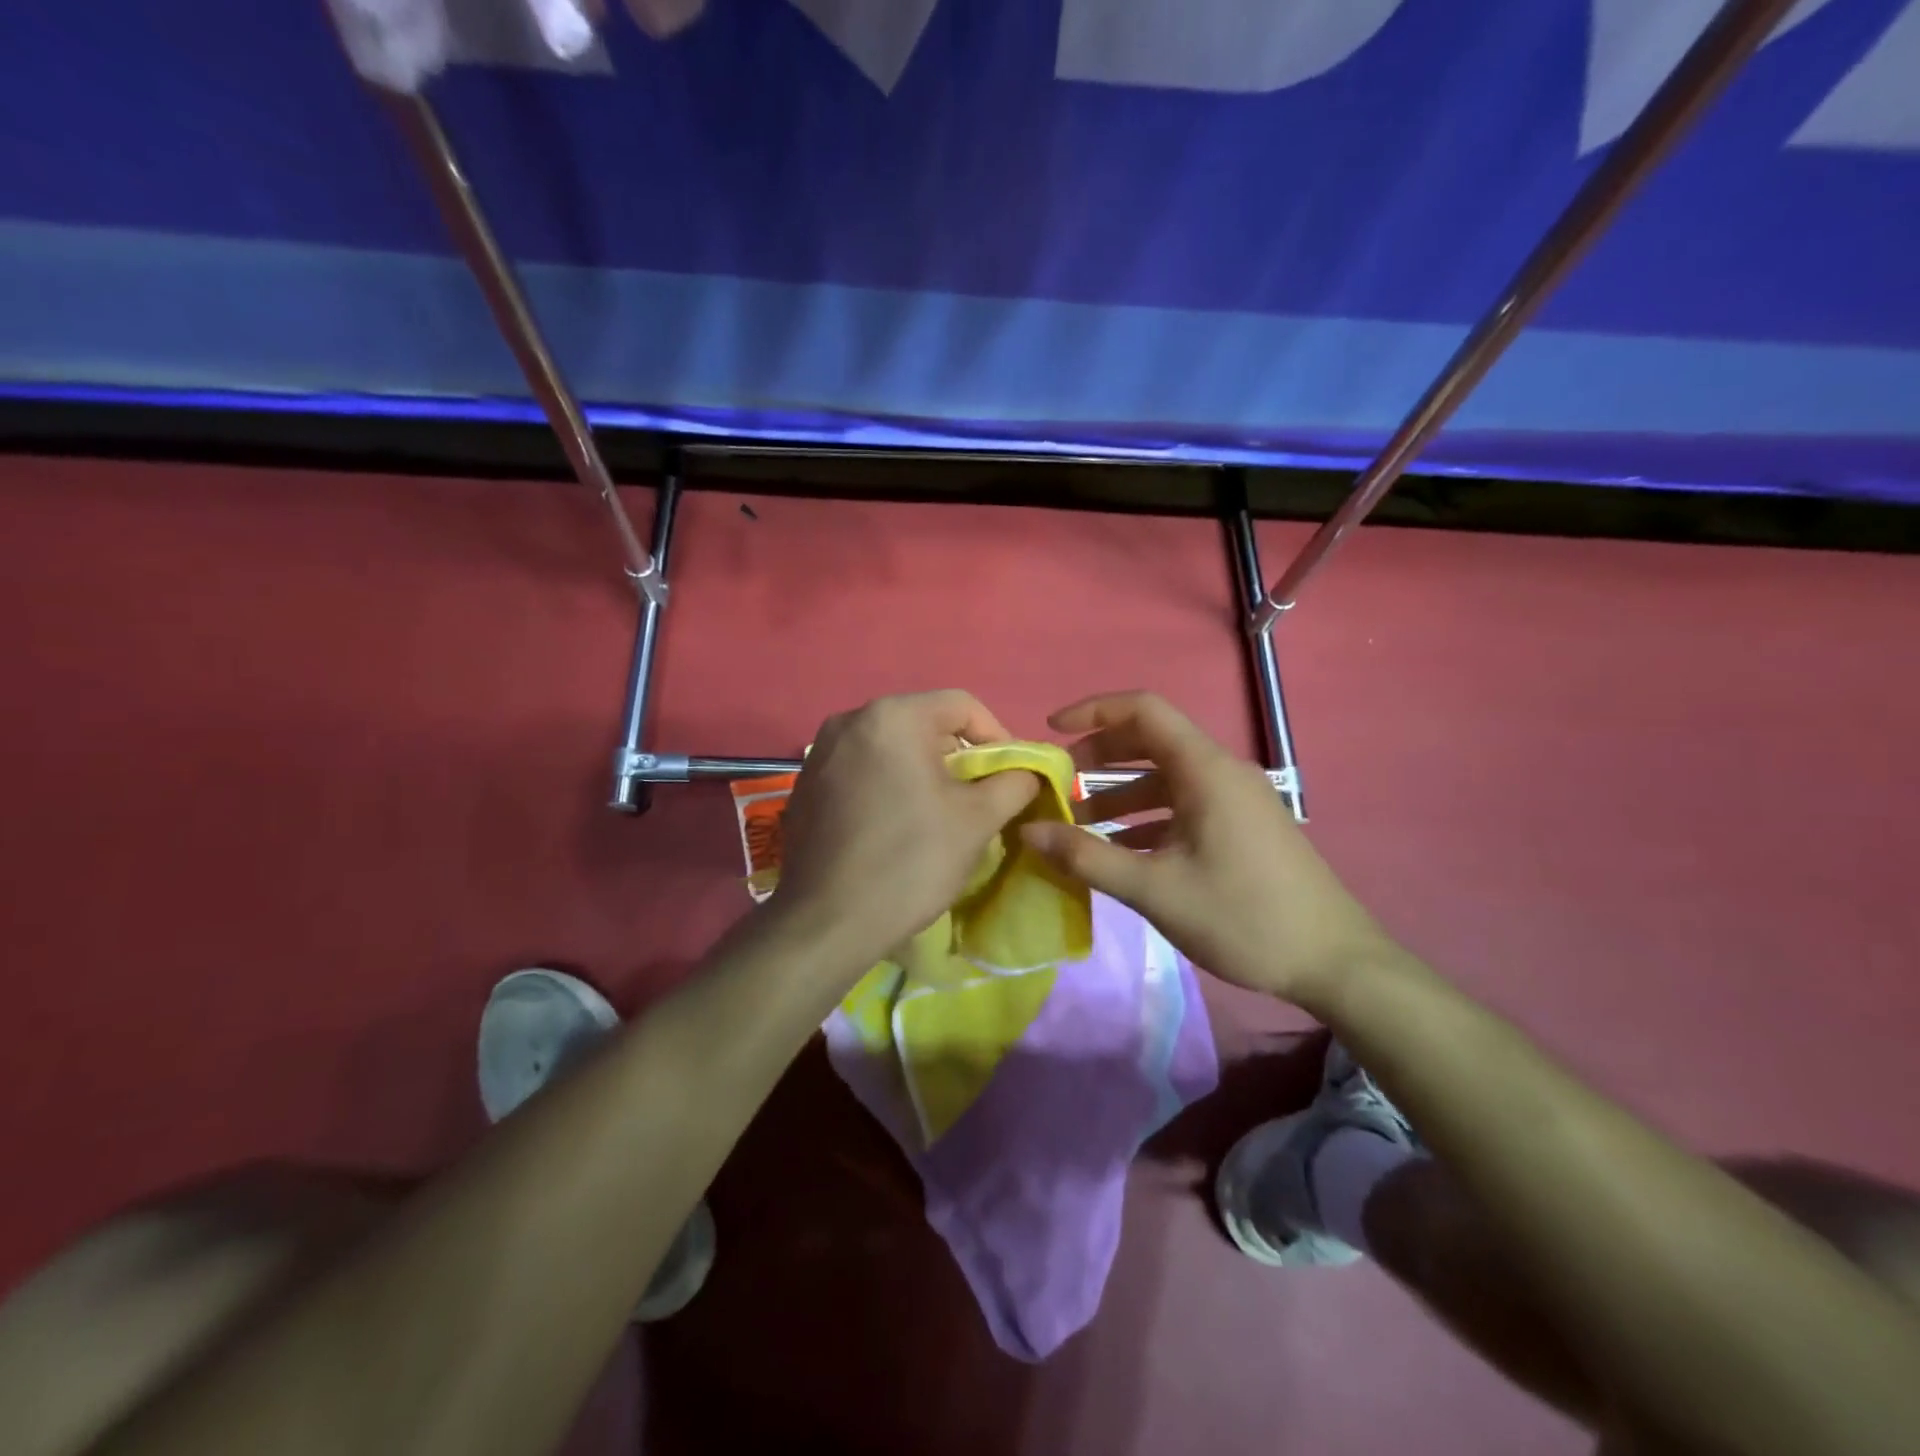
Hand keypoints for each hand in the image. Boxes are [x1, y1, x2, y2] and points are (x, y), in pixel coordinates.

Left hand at [774, 692, 1040, 973]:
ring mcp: (821, 752)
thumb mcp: (978, 820)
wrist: (827, 922)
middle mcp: (850, 720)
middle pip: (925, 723)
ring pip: (893, 747)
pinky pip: (863, 768)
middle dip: (960, 757)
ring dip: (925, 771)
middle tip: (980, 797)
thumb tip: (1027, 772)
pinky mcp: (806, 784)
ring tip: (941, 814)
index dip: (998, 736)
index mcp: (892, 716)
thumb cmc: (910, 861)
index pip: (962, 705)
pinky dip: (890, 784)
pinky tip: (896, 825)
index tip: (1011, 776)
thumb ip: (1014, 783)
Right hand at [1020, 692, 1395, 1008]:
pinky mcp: (1241, 826)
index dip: (1092, 710)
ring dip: (1119, 795)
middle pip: (1151, 741)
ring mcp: (1235, 799)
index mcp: (1205, 770)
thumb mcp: (1154, 889)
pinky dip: (1146, 818)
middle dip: (1098, 756)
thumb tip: (1028, 831)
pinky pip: (1183, 805)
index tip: (1051, 730)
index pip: (1143, 710)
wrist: (1334, 962)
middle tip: (1058, 783)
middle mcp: (1221, 771)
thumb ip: (1086, 857)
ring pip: (1165, 778)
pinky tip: (1120, 853)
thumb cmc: (1243, 917)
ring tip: (1078, 827)